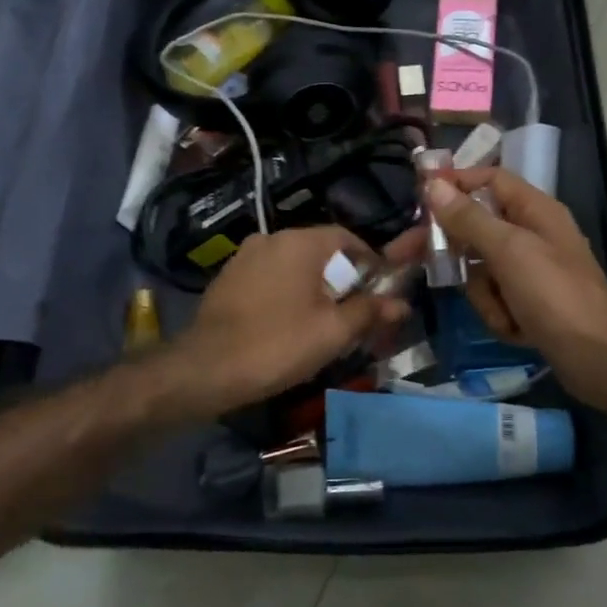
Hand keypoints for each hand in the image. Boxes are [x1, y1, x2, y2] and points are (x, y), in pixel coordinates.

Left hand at [167, 226, 407, 414]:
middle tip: (353, 313)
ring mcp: (244, 256)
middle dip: (340, 278)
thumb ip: (369, 312)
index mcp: (300, 242)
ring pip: (292, 265)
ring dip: (311, 287)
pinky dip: (285, 293)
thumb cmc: (277, 344)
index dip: (369, 262)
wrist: (206, 369)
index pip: (346, 237)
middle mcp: (271, 238)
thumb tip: (401, 303)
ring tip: (322, 322)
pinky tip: (286, 324)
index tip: (378, 291)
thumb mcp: (333, 332)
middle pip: (319, 251)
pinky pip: (268, 277)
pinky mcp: (227, 278)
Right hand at [422, 169, 606, 412]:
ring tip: (506, 312)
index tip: (417, 196)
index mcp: (534, 210)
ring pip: (481, 271)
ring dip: (485, 295)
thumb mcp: (509, 251)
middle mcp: (531, 235)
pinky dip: (500, 316)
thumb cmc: (556, 295)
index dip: (454, 183)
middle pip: (476, 228)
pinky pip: (495, 300)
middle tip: (401, 257)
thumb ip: (469, 218)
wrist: (601, 359)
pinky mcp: (529, 304)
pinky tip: (518, 331)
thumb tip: (433, 185)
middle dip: (451, 250)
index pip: (488, 180)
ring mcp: (530, 273)